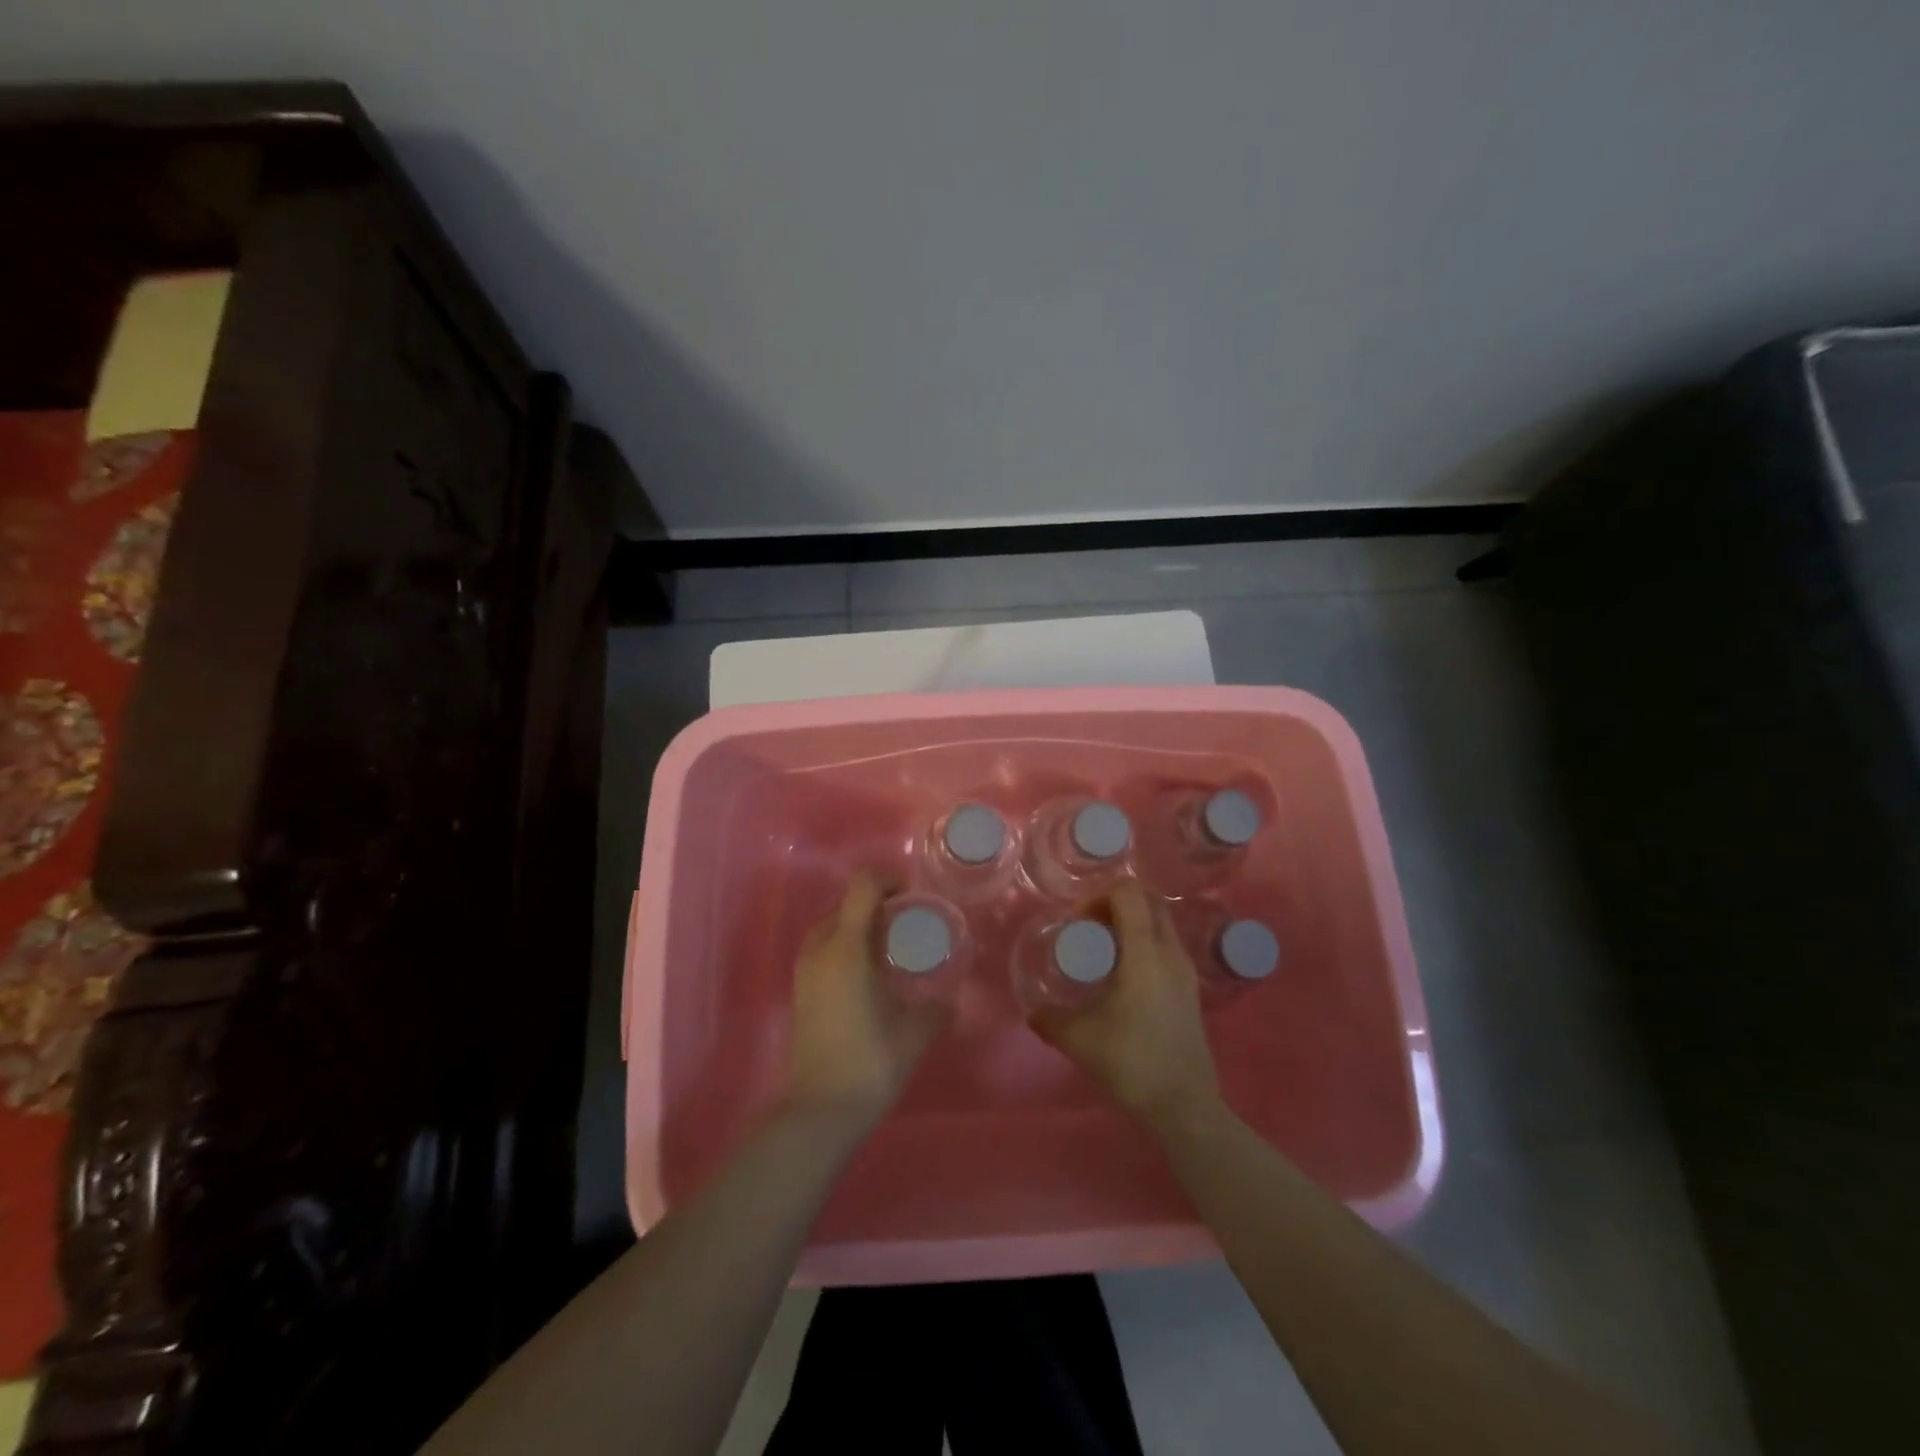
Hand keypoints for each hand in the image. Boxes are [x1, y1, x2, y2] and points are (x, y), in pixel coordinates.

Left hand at [784, 872, 950, 1125]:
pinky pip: (824, 951)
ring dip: (859, 927)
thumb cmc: (868, 1063)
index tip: (914, 896)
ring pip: (832, 928)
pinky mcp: (801, 992)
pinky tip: (871, 977)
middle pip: (846, 905)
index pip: (863, 887)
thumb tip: (952, 1000)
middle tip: (908, 924)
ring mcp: (805, 972)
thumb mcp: (914, 1033)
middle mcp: (821, 950)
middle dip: (877, 905)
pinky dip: (846, 948)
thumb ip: (937, 1009)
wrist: (818, 1112)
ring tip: (890, 949)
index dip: (889, 880)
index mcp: (847, 948)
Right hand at [1029, 880, 1220, 1129]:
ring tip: (1105, 952)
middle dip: (1116, 904)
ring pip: (1161, 923)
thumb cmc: (1131, 1062)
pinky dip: (1145, 944)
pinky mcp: (1191, 989)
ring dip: (1132, 924)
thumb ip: (1050, 1019)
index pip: (1129, 894)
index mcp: (1145, 952)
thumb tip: (1034, 1011)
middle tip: (1090, 928)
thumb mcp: (1079, 1039)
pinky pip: (1167, 946)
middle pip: (1149, 901)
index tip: (1079, 921)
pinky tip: (1124, 978)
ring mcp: (1186, 971)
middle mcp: (1171, 952)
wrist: (1184, 1106)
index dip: (1099, 896)